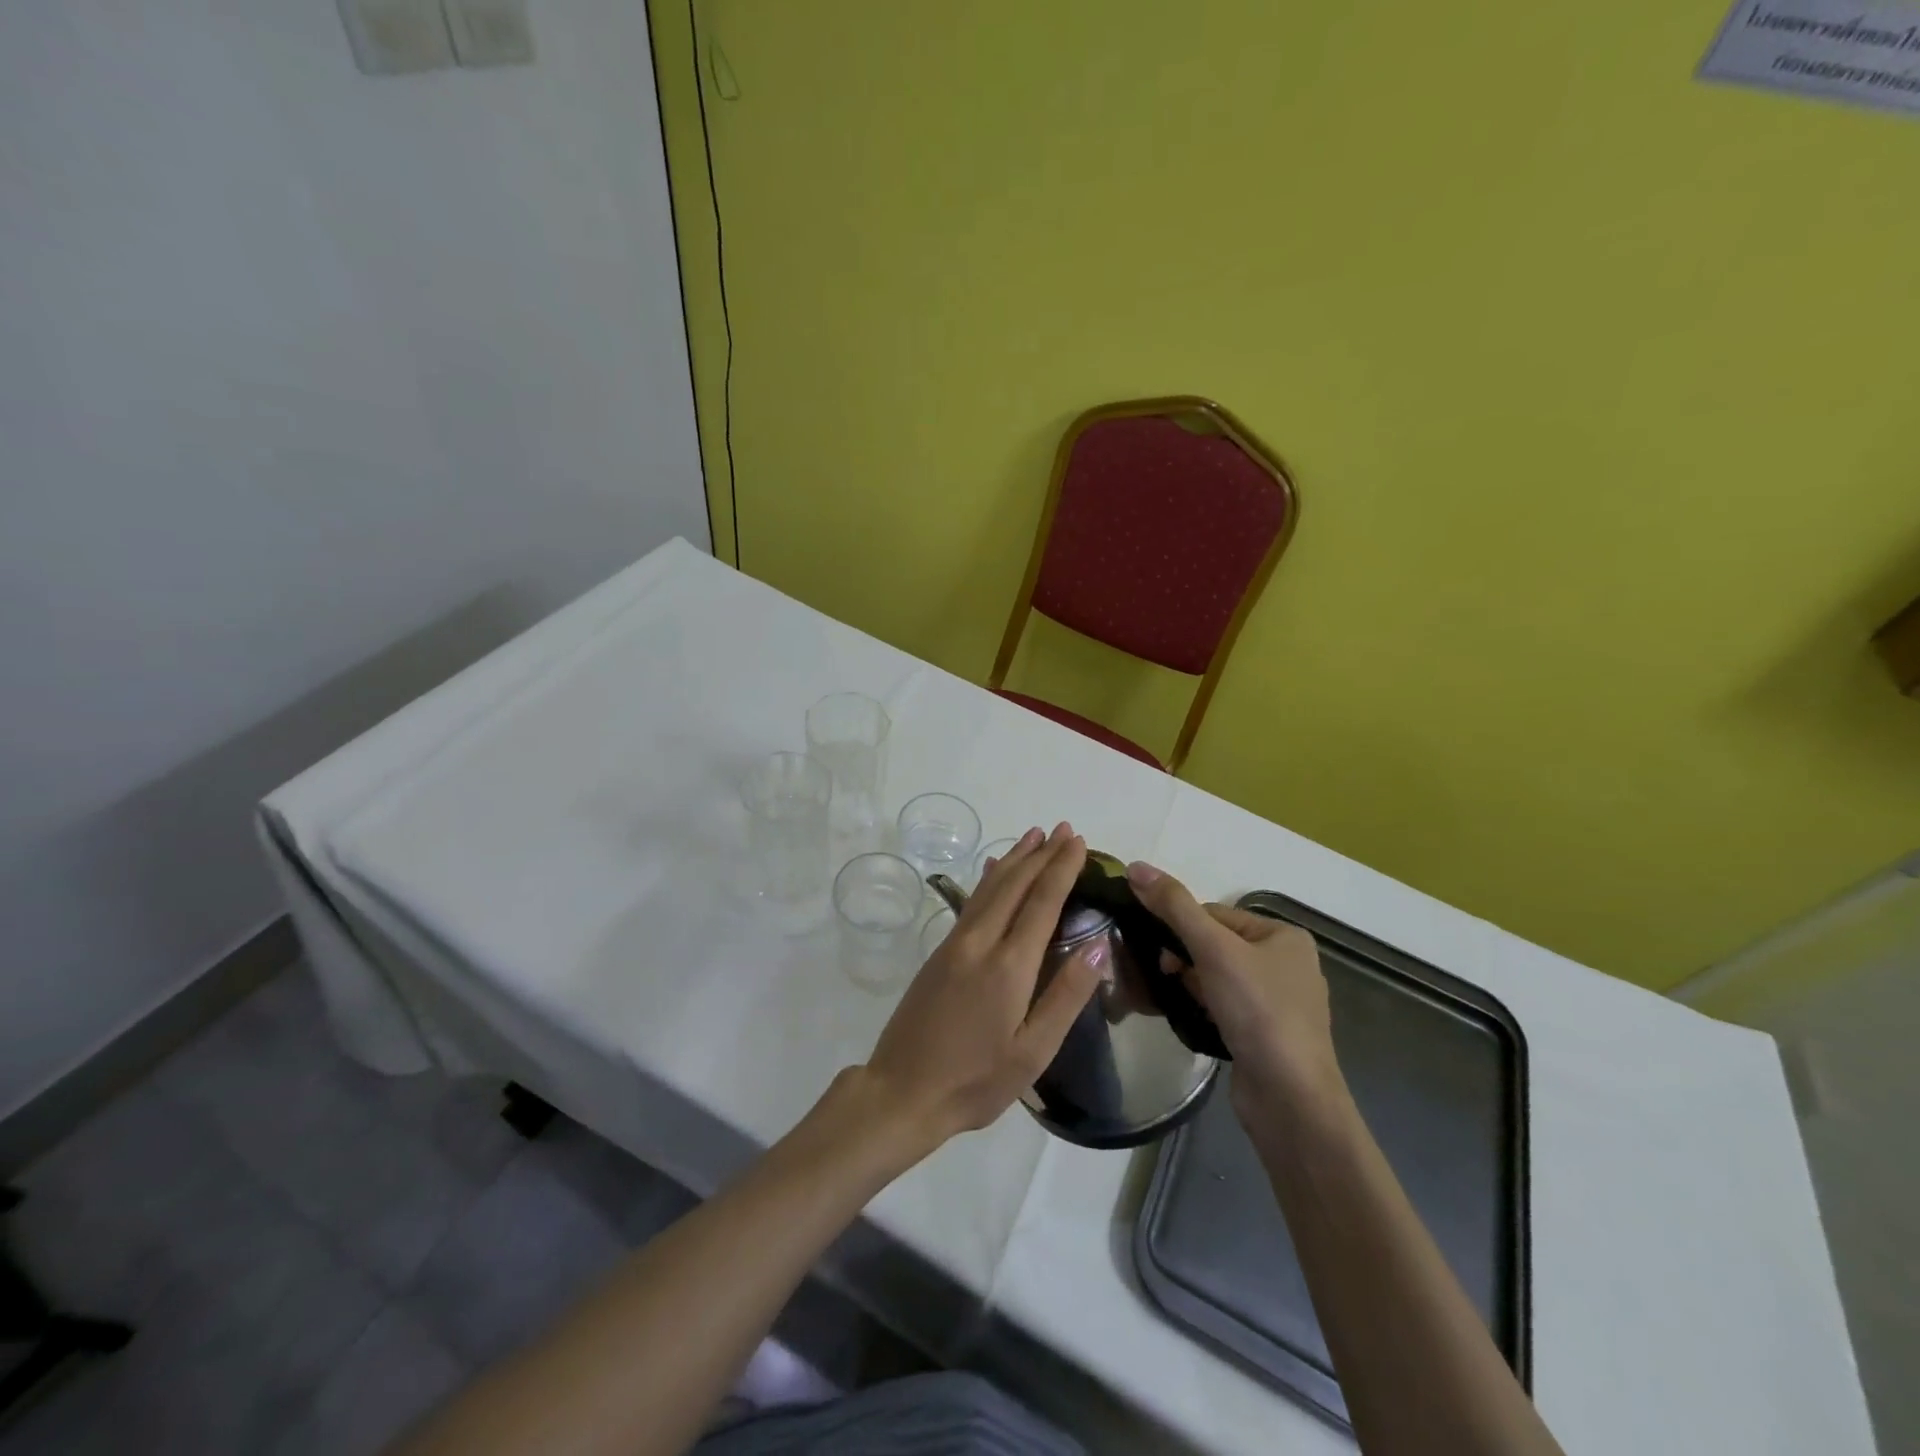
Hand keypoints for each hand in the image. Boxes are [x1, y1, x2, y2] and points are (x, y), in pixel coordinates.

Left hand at [861, 824, 1102, 1150]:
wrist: (902, 1091)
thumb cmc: (976, 1080)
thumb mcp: (1032, 1051)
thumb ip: (1066, 996)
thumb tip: (1098, 946)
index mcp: (1009, 965)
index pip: (1042, 902)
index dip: (1061, 869)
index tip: (1078, 842)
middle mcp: (981, 942)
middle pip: (1015, 885)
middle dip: (1041, 854)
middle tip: (1063, 829)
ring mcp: (955, 944)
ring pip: (990, 888)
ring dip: (1014, 859)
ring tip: (1033, 836)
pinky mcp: (939, 952)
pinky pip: (971, 902)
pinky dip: (988, 879)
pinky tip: (992, 871)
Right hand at [1124, 862, 1343, 1121]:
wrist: (1290, 1100)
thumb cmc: (1258, 1012)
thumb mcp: (1213, 950)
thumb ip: (1174, 906)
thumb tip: (1135, 866)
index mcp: (1284, 935)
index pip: (1215, 914)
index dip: (1180, 928)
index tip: (1157, 950)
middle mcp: (1286, 963)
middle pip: (1215, 944)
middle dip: (1184, 958)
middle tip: (1162, 976)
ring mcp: (1279, 1002)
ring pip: (1217, 976)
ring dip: (1190, 984)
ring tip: (1171, 999)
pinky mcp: (1266, 1034)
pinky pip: (1225, 1006)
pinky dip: (1203, 1007)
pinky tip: (1189, 1019)